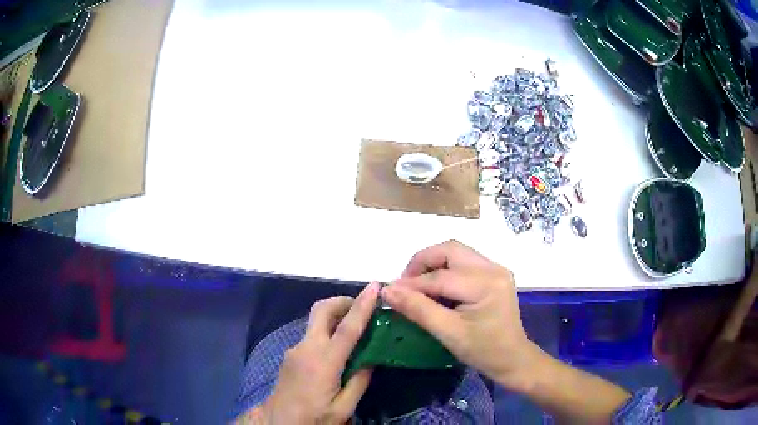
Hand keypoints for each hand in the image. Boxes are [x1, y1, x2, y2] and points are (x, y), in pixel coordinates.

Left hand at [261, 283, 378, 423]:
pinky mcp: (290, 354)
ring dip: (335, 317)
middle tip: (363, 306)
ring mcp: (295, 350)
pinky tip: (337, 351)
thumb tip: (371, 359)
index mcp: (324, 363)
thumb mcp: (344, 408)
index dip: (362, 306)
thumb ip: (359, 382)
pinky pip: (312, 335)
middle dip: (342, 301)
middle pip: (321, 310)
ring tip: (355, 331)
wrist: (279, 422)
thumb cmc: (314, 418)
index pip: (347, 328)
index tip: (374, 286)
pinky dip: (327, 332)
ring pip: (316, 322)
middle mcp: (306, 348)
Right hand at [381, 240, 539, 390]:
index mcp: (485, 284)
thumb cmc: (483, 351)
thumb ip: (418, 309)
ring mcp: (496, 269)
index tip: (389, 291)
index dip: (411, 283)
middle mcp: (493, 268)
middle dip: (422, 262)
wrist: (512, 358)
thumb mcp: (448, 333)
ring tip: (417, 285)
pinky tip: (436, 287)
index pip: (440, 276)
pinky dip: (445, 269)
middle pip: (450, 250)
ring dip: (433, 264)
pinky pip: (464, 262)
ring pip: (456, 252)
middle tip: (405, 283)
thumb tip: (388, 291)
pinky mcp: (494, 274)